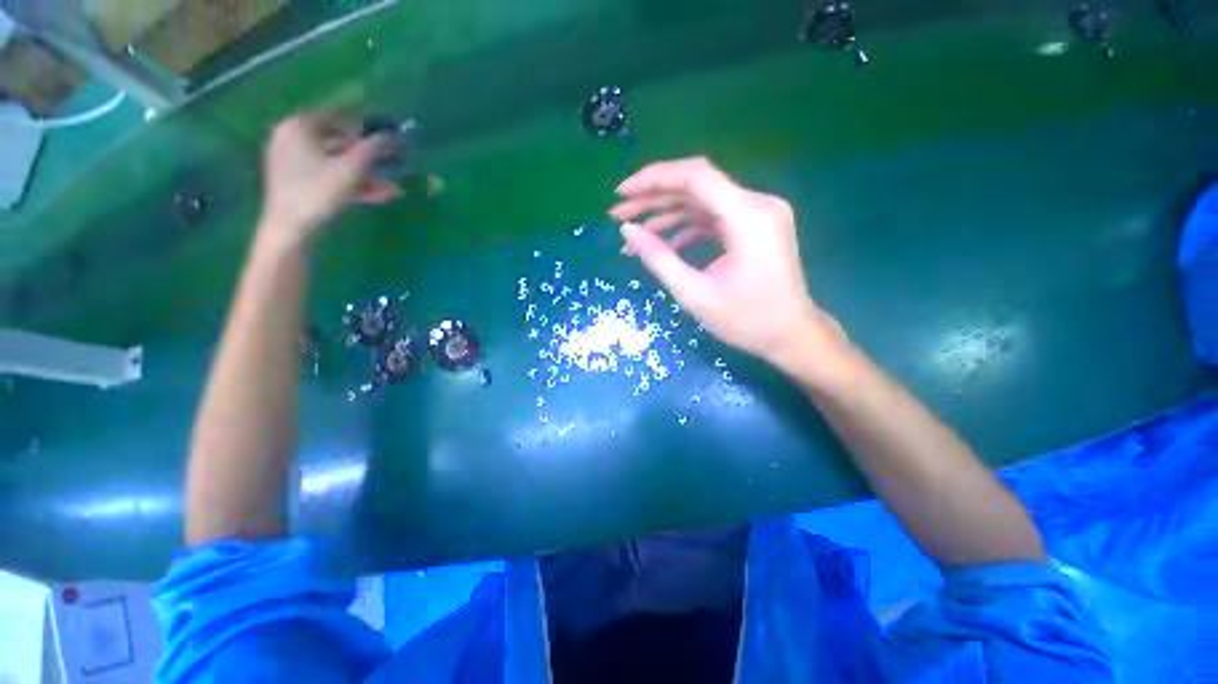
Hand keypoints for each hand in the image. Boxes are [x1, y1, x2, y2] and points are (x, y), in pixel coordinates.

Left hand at [258, 113, 394, 249]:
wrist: (290, 229)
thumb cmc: (317, 192)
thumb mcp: (350, 169)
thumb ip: (371, 149)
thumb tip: (390, 135)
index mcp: (298, 127)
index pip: (334, 112)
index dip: (360, 115)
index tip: (381, 118)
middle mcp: (292, 139)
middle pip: (338, 139)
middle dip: (368, 152)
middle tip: (391, 157)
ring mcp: (294, 162)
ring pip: (337, 162)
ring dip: (367, 174)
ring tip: (393, 186)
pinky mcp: (300, 181)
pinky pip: (331, 176)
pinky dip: (353, 183)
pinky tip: (379, 195)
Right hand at [610, 157, 846, 373]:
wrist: (791, 335)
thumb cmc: (747, 321)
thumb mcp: (695, 294)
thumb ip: (659, 259)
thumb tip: (627, 230)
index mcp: (748, 217)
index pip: (695, 176)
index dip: (653, 179)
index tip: (621, 193)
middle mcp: (757, 204)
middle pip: (696, 186)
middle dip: (653, 199)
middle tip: (618, 214)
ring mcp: (757, 213)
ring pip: (701, 201)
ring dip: (665, 214)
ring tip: (633, 233)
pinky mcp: (754, 225)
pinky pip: (712, 217)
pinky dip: (685, 228)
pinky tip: (661, 243)